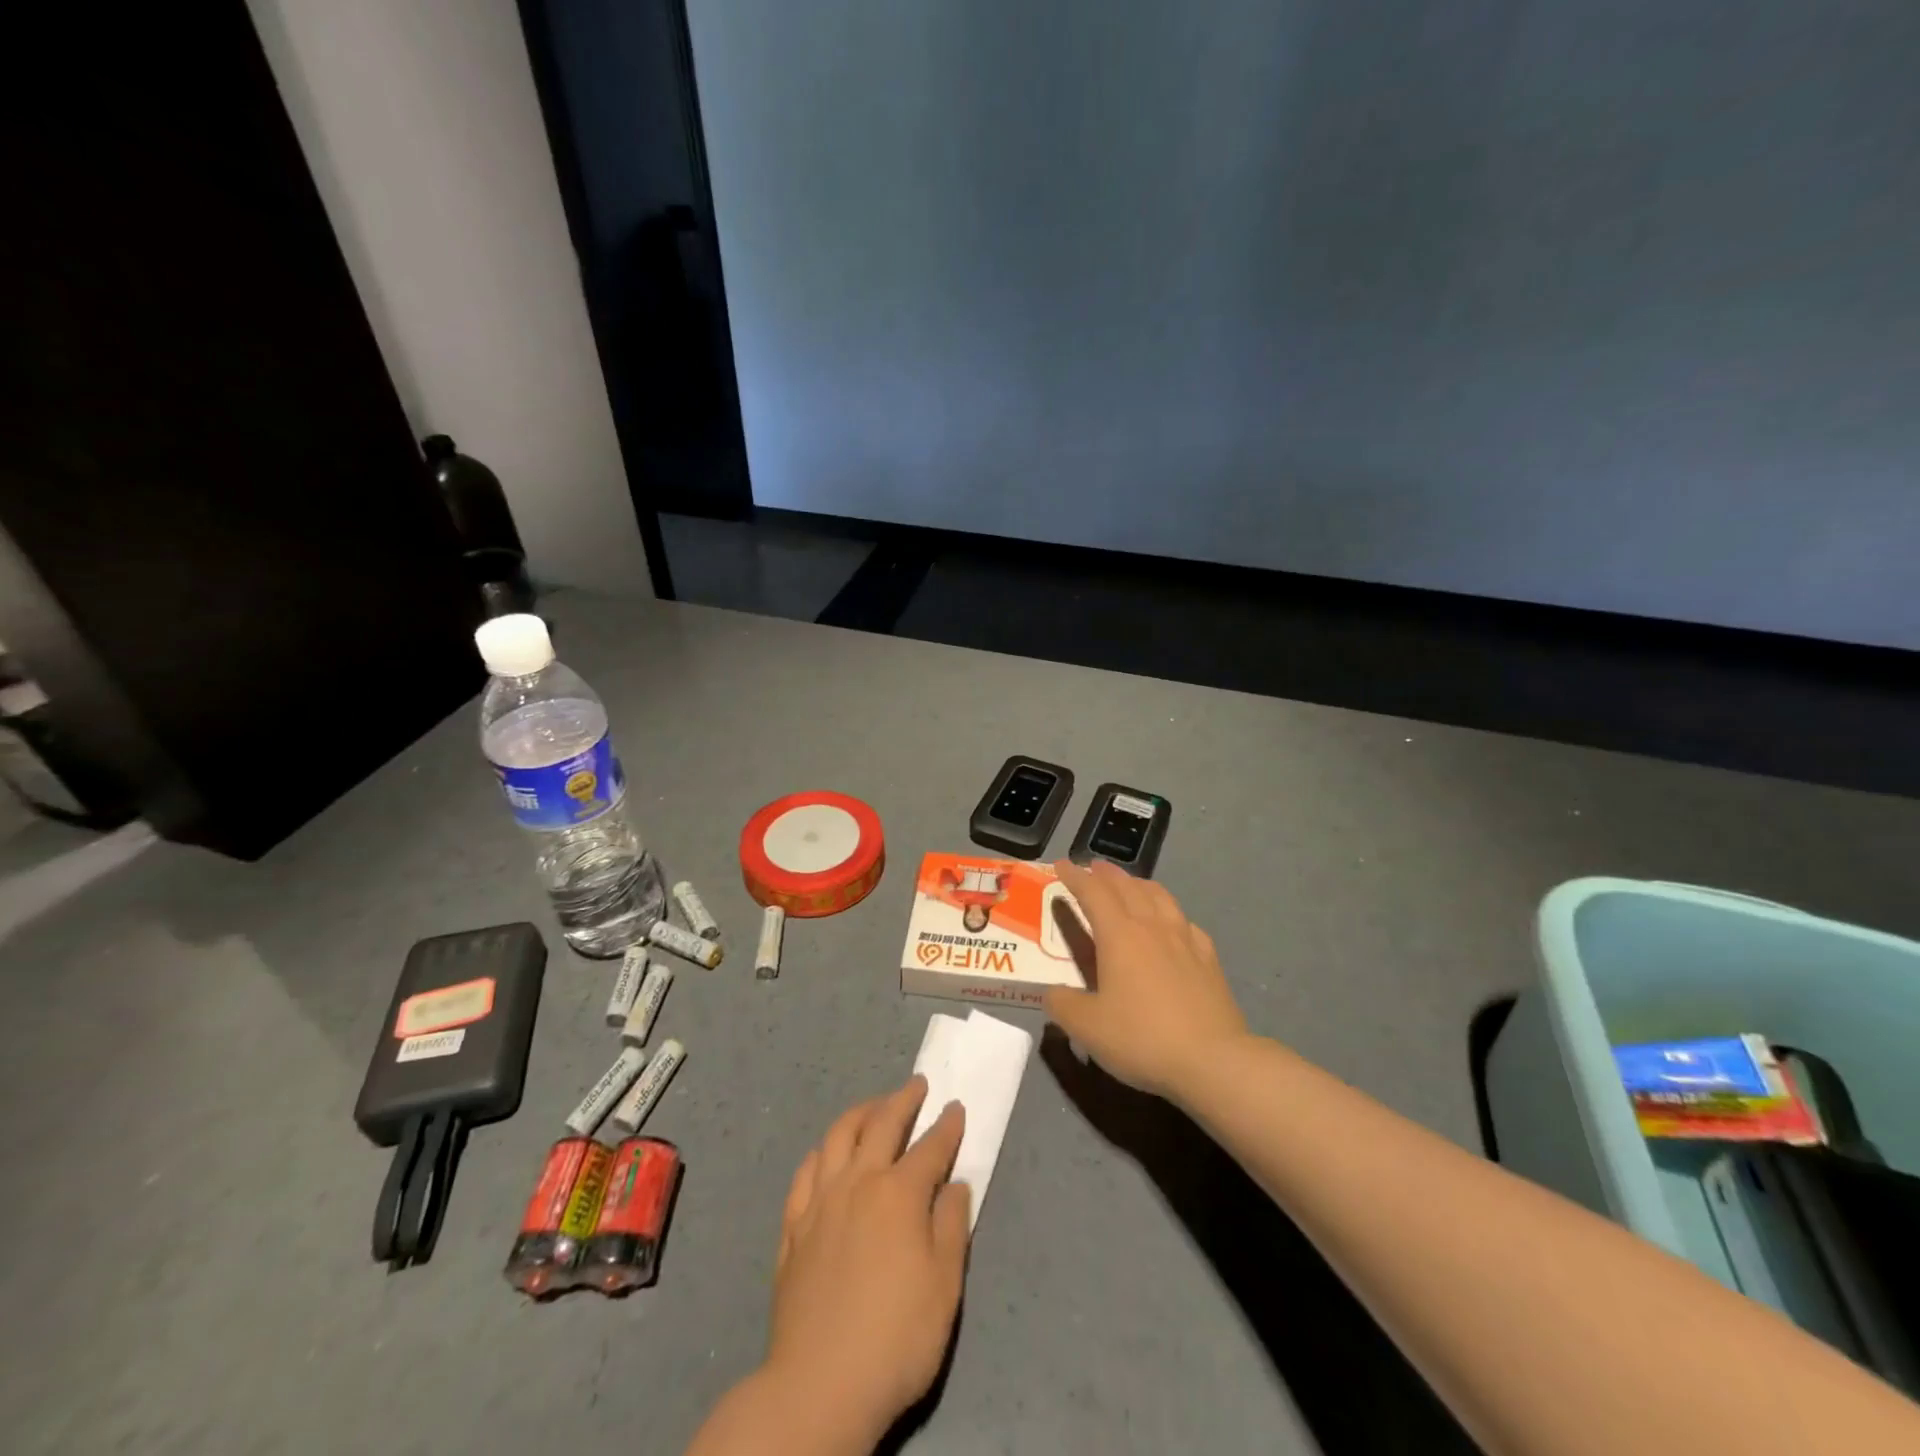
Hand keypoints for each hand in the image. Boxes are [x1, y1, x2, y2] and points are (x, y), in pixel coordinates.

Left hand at [766, 1077, 971, 1446]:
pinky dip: (822, 1151)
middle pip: (882, 1124)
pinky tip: (827, 1153)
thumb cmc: (896, 1338)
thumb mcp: (944, 1287)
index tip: (956, 1107)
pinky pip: (805, 1171)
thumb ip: (951, 1226)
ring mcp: (820, 1201)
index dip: (947, 1126)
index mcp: (899, 1194)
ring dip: (861, 1112)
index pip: (930, 1147)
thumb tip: (955, 1185)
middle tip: (917, 1085)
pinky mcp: (794, 1226)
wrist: (820, 1385)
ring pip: (838, 1136)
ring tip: (874, 1106)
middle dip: (903, 1099)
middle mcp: (858, 1182)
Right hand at [1045, 859, 1248, 1100]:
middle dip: (1106, 874)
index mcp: (1119, 935)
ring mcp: (1185, 939)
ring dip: (1139, 884)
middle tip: (1092, 868)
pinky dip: (1170, 913)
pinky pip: (1185, 922)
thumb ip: (1062, 1004)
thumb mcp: (1087, 1027)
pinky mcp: (1208, 959)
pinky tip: (1172, 923)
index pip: (1092, 892)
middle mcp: (1152, 926)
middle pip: (1127, 887)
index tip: (1061, 865)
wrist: (1213, 1060)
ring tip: (1130, 885)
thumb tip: (1052, 992)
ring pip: (1159, 896)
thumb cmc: (1142, 1037)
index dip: (1074, 876)